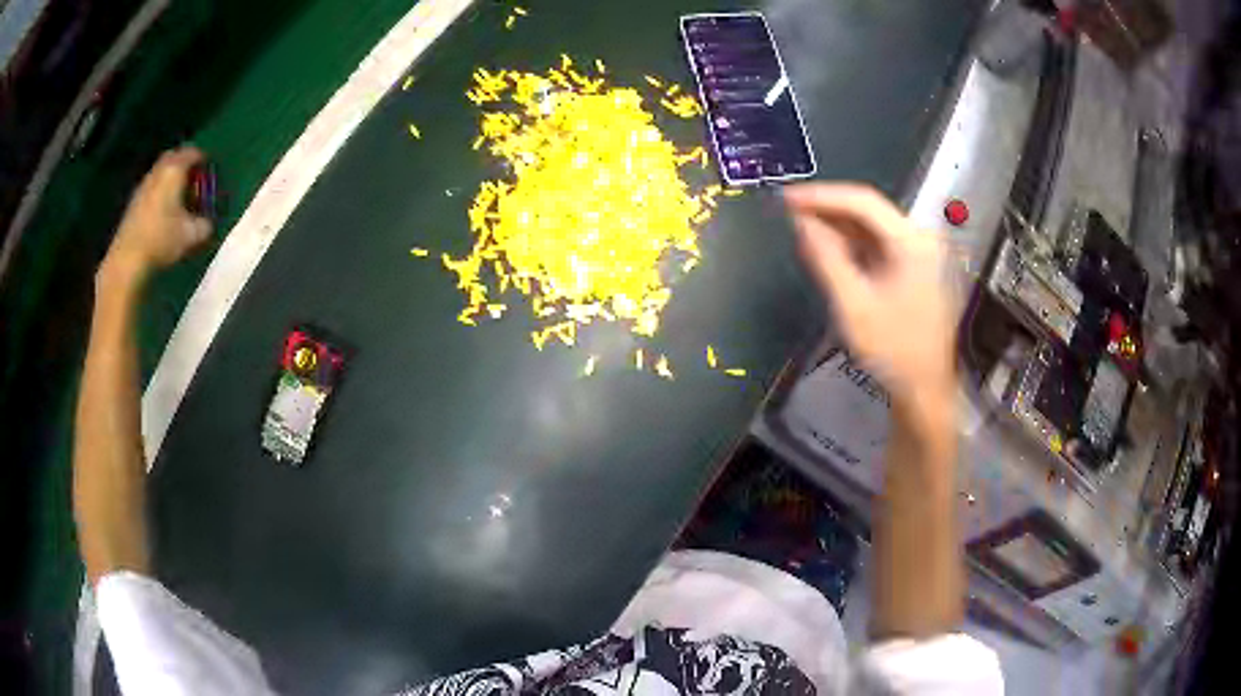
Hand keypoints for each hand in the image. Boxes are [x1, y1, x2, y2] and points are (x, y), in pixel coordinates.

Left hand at [101, 146, 211, 284]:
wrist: (128, 258)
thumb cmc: (162, 239)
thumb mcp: (190, 235)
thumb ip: (203, 225)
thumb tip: (207, 223)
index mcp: (175, 170)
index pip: (192, 153)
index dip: (203, 159)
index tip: (209, 170)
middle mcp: (159, 171)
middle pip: (173, 156)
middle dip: (184, 163)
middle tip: (193, 178)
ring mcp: (144, 185)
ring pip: (161, 171)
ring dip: (170, 178)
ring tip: (178, 195)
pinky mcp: (134, 201)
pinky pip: (151, 186)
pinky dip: (159, 190)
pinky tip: (163, 209)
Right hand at [785, 183, 954, 408]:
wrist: (925, 389)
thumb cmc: (894, 350)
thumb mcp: (853, 305)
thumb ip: (826, 259)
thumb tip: (801, 223)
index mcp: (912, 242)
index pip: (863, 201)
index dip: (822, 196)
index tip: (787, 198)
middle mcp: (920, 239)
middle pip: (869, 212)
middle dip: (828, 211)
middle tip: (789, 212)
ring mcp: (919, 254)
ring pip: (872, 228)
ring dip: (838, 228)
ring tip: (801, 229)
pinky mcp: (914, 270)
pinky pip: (878, 246)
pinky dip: (851, 246)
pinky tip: (828, 251)